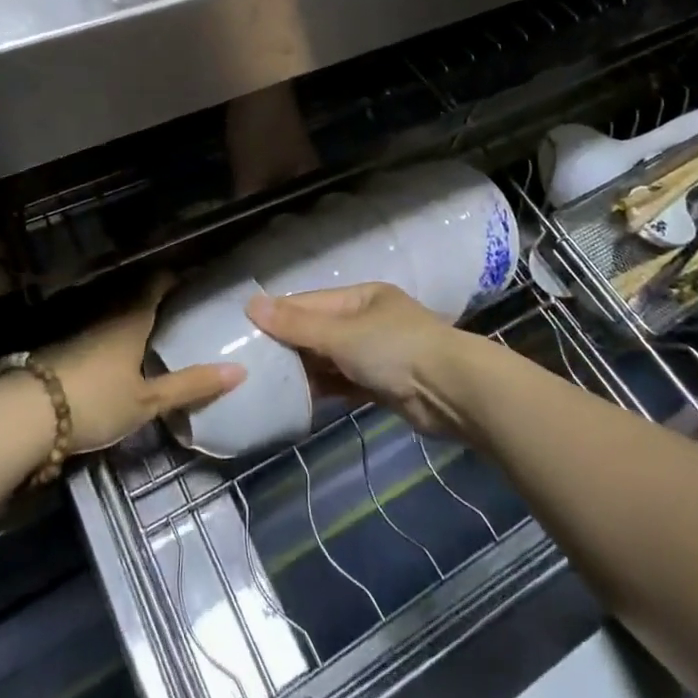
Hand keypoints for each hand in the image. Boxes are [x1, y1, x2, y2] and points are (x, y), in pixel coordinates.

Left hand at [39, 274, 244, 453]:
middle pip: (136, 298)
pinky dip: (116, 339)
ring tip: (158, 335)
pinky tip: (122, 359)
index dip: (177, 277)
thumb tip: (240, 370)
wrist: (27, 414)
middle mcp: (108, 315)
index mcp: (133, 318)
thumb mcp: (148, 400)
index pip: (158, 283)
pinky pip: (100, 334)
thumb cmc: (96, 400)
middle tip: (183, 311)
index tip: (196, 279)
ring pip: (116, 316)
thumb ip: (191, 386)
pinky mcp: (65, 350)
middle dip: (158, 301)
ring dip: (135, 321)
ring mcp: (83, 331)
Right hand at [246, 283, 472, 435]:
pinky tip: (298, 401)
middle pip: (319, 331)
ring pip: (331, 359)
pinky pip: (344, 384)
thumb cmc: (395, 349)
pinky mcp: (382, 385)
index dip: (279, 314)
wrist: (452, 392)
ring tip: (267, 384)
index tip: (246, 331)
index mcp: (362, 297)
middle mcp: (368, 321)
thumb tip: (251, 303)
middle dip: (290, 346)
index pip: (311, 302)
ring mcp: (377, 354)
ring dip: (306, 371)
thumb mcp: (341, 334)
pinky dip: (324, 390)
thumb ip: (297, 324)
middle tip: (252, 363)